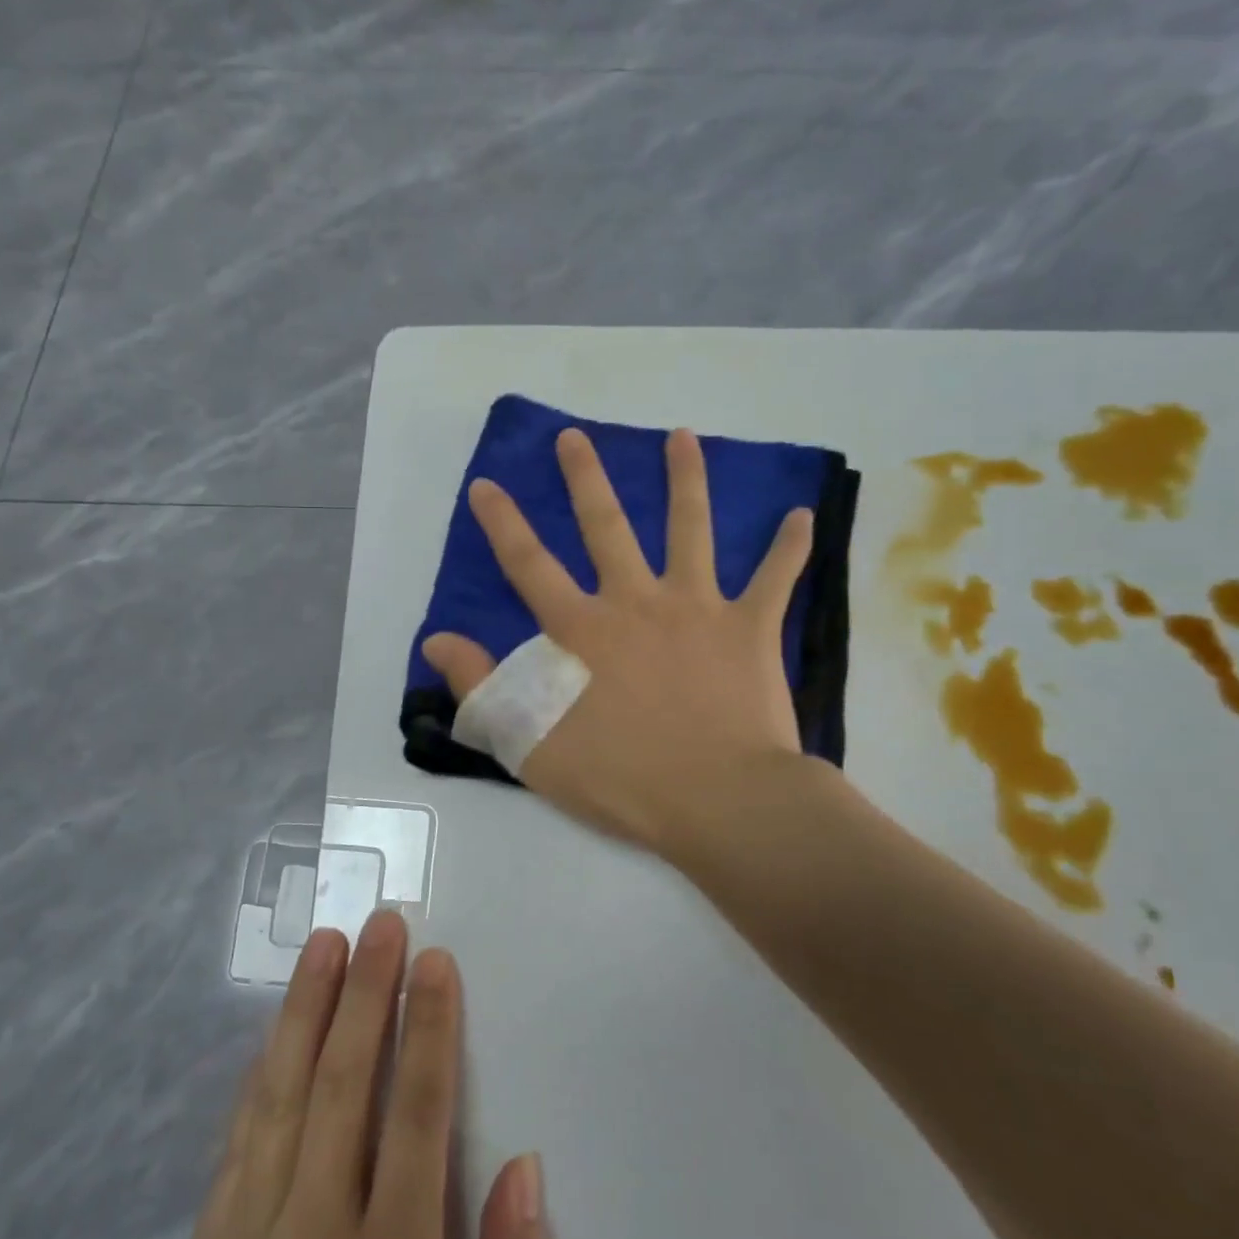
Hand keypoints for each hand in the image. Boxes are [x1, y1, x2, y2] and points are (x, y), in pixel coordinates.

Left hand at [168, 910, 557, 1238]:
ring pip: (280, 1099)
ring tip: (324, 947)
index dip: (431, 1031)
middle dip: (367, 995)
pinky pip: (235, 1146)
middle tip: (380, 922)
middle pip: (344, 1086)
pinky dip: (259, 1078)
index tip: (436, 961)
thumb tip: (528, 1171)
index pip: (416, 1117)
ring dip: (305, 1014)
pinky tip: (272, 1040)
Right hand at [422, 428, 814, 857]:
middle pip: (606, 526)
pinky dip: (789, 548)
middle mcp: (636, 601)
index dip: (503, 523)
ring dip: (686, 480)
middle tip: (574, 438)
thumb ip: (481, 689)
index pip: (529, 565)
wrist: (721, 802)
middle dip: (585, 479)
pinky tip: (802, 515)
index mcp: (584, 630)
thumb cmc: (623, 779)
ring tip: (683, 436)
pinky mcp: (749, 628)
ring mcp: (697, 608)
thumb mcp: (531, 744)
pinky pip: (774, 579)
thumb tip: (436, 642)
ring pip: (690, 529)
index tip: (487, 485)